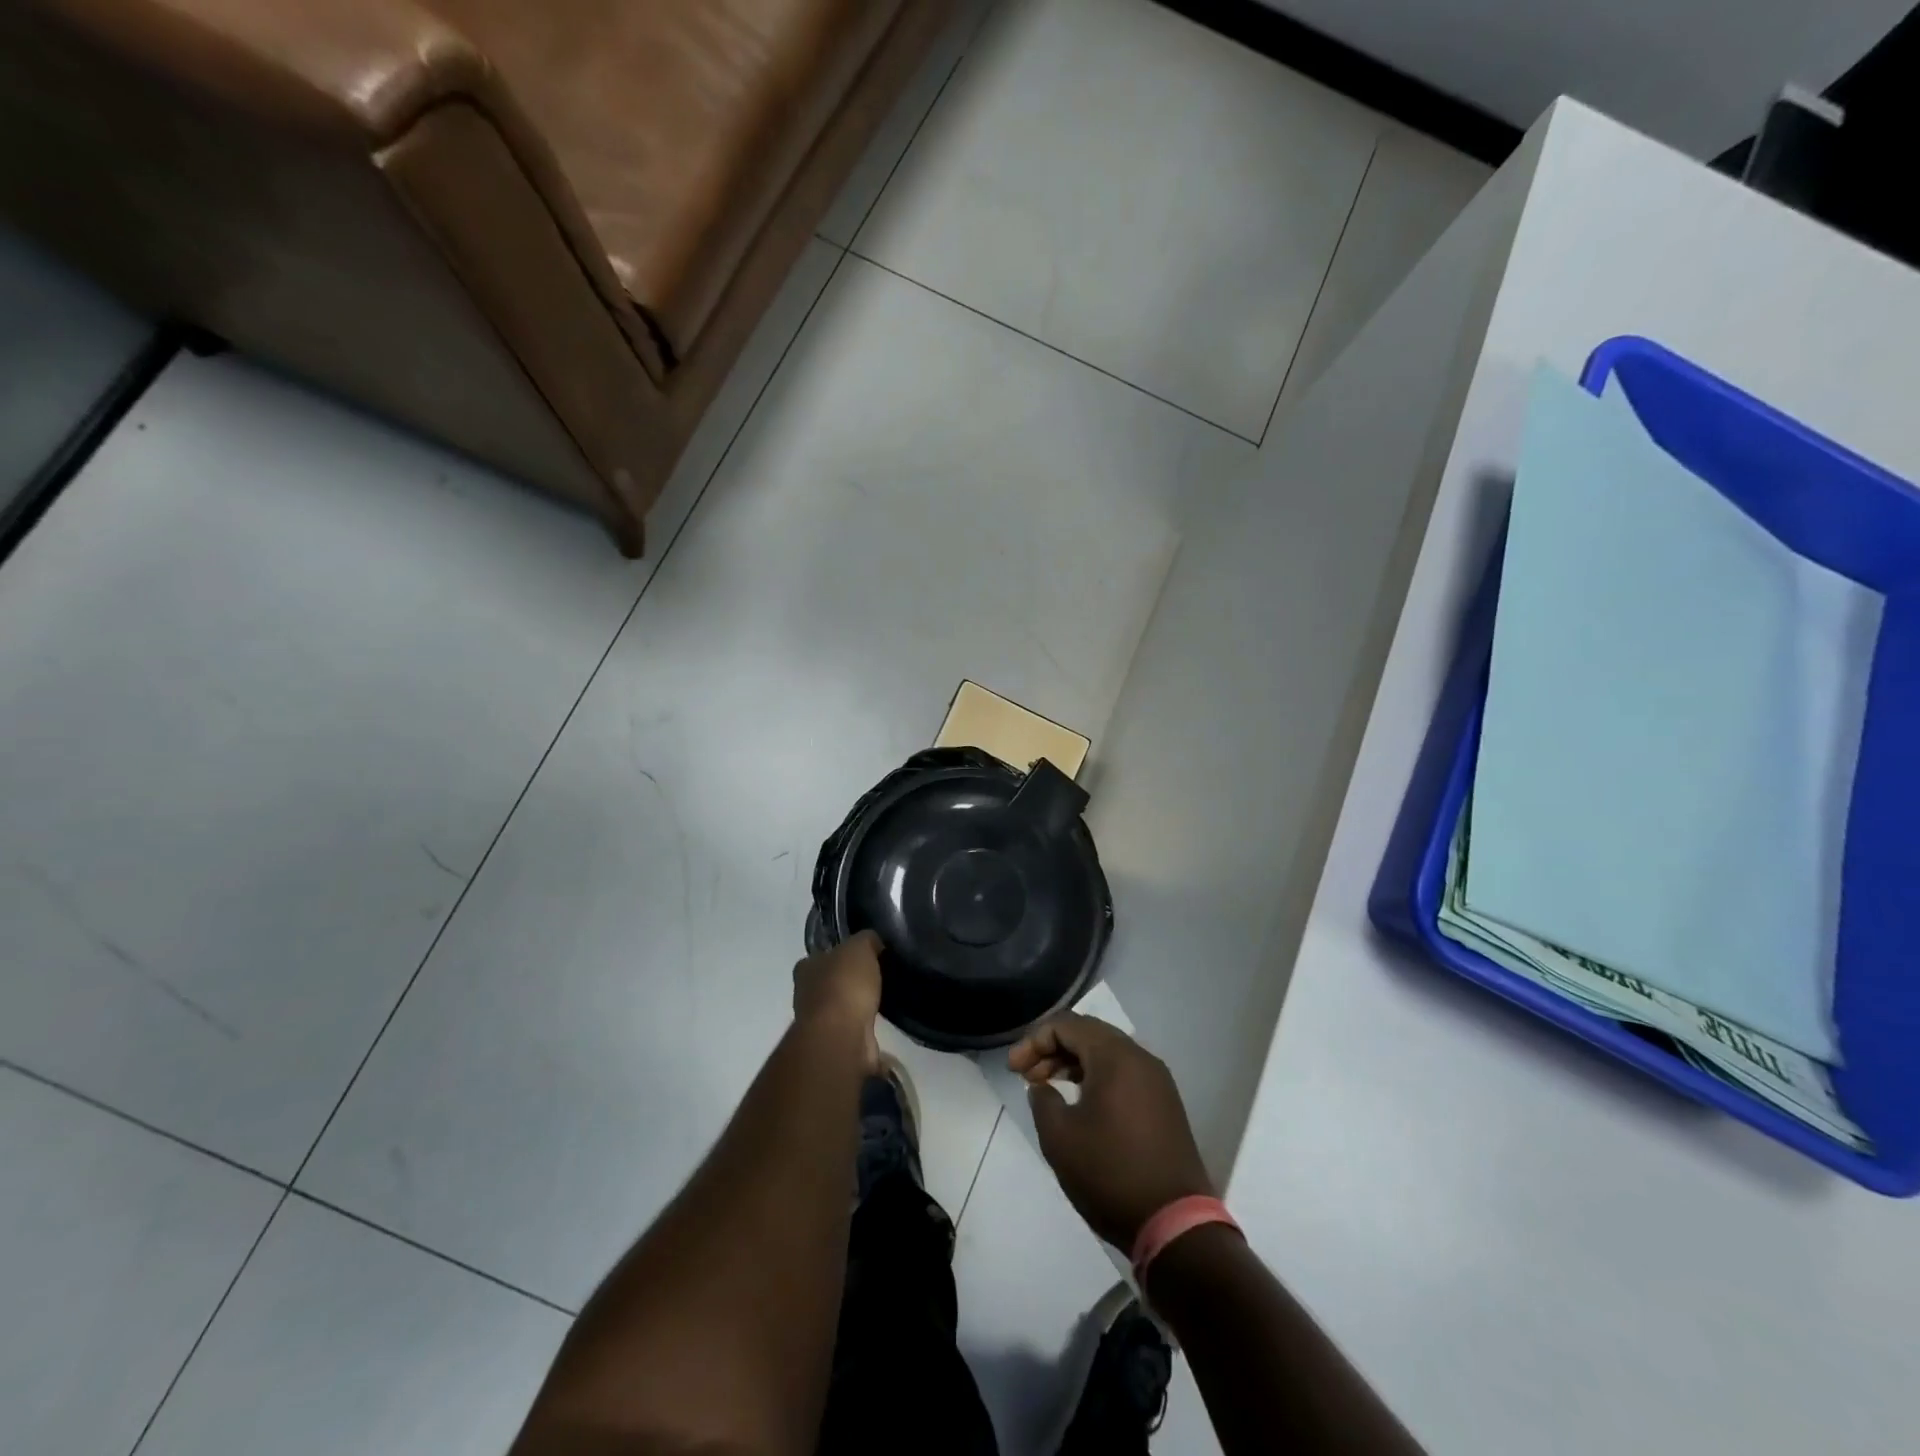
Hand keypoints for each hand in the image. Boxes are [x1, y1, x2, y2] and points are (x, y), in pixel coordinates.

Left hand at [792, 929, 883, 1070]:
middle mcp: (806, 994)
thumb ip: (866, 940)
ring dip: (856, 1006)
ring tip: (882, 999)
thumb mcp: (860, 947)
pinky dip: (864, 1027)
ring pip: (840, 1007)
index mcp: (806, 967)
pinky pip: (853, 1029)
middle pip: (829, 982)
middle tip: (875, 976)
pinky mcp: (834, 1043)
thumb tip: (874, 942)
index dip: (839, 954)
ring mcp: (818, 1022)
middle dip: (848, 981)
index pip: (820, 956)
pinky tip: (881, 1022)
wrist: (841, 1035)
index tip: (862, 955)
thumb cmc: (844, 984)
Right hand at [1009, 1014, 1212, 1250]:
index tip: (1014, 1070)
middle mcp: (1140, 1057)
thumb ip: (1042, 1100)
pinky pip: (1124, 1073)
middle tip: (1027, 1076)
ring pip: (1107, 1053)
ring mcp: (1157, 1080)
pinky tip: (1081, 1104)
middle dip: (1053, 1049)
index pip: (1066, 1025)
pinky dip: (1097, 1078)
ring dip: (1074, 1063)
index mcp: (1115, 1056)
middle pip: (1088, 1033)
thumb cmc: (1110, 1173)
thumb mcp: (1060, 1137)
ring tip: (1049, 1088)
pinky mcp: (1165, 1104)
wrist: (1175, 1224)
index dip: (1034, 1041)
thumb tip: (1043, 1088)